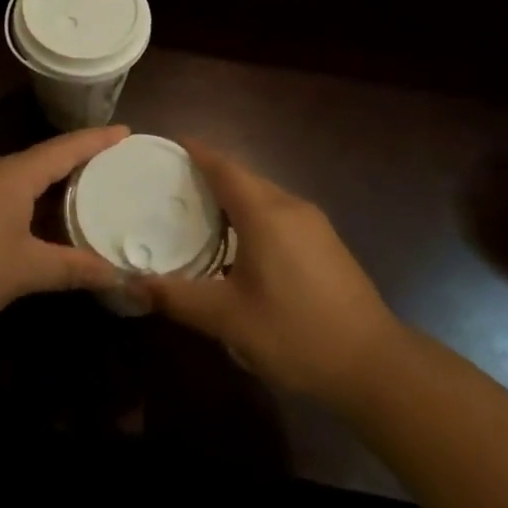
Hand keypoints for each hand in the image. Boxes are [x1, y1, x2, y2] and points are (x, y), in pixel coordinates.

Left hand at [0, 127, 128, 328]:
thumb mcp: (26, 270)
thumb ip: (72, 268)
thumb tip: (117, 275)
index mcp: (15, 174)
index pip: (66, 148)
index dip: (98, 140)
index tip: (127, 130)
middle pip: (45, 158)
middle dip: (78, 160)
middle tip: (113, 165)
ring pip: (23, 176)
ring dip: (53, 181)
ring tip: (83, 190)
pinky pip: (6, 191)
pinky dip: (32, 197)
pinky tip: (38, 219)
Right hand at [140, 141, 395, 407]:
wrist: (374, 364)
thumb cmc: (296, 334)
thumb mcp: (228, 319)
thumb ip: (178, 297)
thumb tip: (132, 283)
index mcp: (265, 213)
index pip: (224, 167)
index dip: (197, 151)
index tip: (170, 143)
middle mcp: (290, 207)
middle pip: (244, 177)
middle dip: (210, 174)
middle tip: (172, 184)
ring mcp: (314, 224)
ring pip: (264, 195)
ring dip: (232, 196)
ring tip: (198, 211)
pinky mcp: (326, 243)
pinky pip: (279, 212)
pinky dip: (252, 213)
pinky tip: (239, 243)